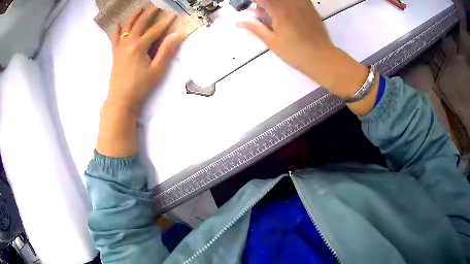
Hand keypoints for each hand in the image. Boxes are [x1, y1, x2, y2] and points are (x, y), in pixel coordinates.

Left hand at [97, 8, 180, 157]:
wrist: (120, 99)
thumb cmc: (139, 87)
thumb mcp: (156, 70)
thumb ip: (166, 51)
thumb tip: (176, 35)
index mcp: (140, 46)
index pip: (155, 30)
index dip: (165, 22)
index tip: (173, 13)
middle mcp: (128, 43)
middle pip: (140, 24)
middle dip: (150, 13)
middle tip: (157, 6)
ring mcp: (120, 48)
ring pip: (127, 27)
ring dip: (134, 16)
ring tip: (140, 8)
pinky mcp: (115, 54)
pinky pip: (115, 38)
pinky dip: (117, 30)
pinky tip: (118, 24)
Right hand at [237, 0, 368, 98]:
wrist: (321, 58)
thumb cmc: (295, 53)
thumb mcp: (272, 42)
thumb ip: (255, 28)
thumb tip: (238, 22)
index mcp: (280, 11)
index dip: (255, 2)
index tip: (252, 7)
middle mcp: (291, 3)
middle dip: (264, 3)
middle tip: (262, 13)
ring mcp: (303, 4)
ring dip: (276, 3)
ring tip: (274, 14)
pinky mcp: (311, 7)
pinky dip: (288, 3)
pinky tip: (287, 12)